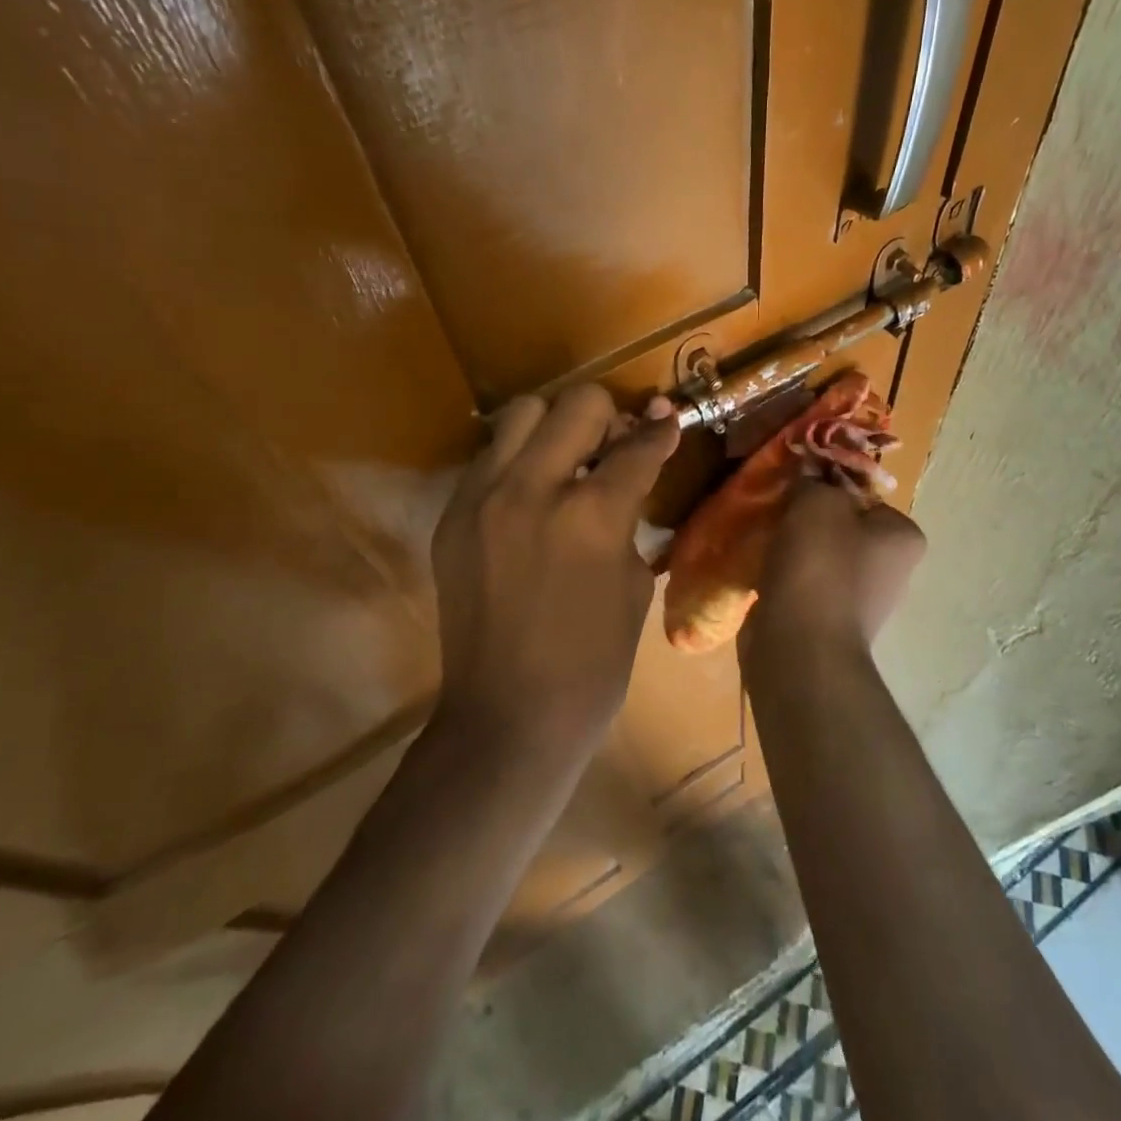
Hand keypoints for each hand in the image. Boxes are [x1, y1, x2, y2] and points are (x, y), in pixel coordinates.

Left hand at [431, 384, 679, 756]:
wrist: (508, 716)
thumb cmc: (593, 663)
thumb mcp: (635, 585)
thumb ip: (631, 518)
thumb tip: (632, 474)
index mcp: (592, 515)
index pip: (637, 446)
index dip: (662, 432)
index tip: (669, 421)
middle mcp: (532, 489)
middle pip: (577, 404)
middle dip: (609, 417)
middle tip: (615, 446)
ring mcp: (482, 499)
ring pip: (523, 413)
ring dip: (555, 427)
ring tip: (567, 462)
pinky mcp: (451, 516)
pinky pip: (489, 458)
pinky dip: (518, 462)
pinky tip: (531, 498)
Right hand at [741, 480, 925, 656]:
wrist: (801, 646)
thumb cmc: (819, 565)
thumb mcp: (815, 502)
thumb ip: (814, 480)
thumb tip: (810, 473)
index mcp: (903, 536)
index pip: (865, 495)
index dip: (828, 487)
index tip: (798, 489)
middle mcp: (892, 569)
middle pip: (843, 526)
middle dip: (809, 520)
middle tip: (778, 512)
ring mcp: (862, 601)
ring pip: (822, 557)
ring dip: (794, 550)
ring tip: (766, 543)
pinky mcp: (831, 623)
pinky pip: (806, 586)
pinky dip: (787, 578)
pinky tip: (764, 574)